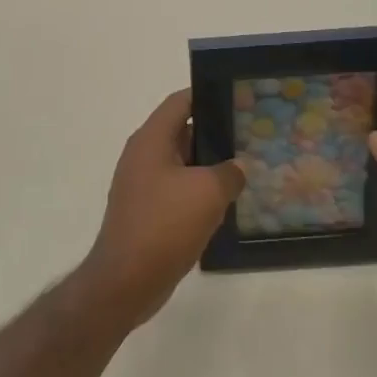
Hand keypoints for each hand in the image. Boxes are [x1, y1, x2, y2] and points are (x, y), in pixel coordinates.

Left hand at [74, 90, 245, 331]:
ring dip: (209, 167)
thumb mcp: (207, 193)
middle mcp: (143, 155)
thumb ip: (229, 172)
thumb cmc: (164, 225)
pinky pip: (177, 190)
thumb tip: (238, 167)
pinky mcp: (146, 211)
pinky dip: (198, 192)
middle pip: (182, 131)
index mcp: (151, 139)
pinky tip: (225, 204)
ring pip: (182, 164)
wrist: (126, 281)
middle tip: (250, 136)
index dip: (208, 96)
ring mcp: (142, 184)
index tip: (238, 99)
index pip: (180, 102)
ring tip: (245, 169)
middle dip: (215, 134)